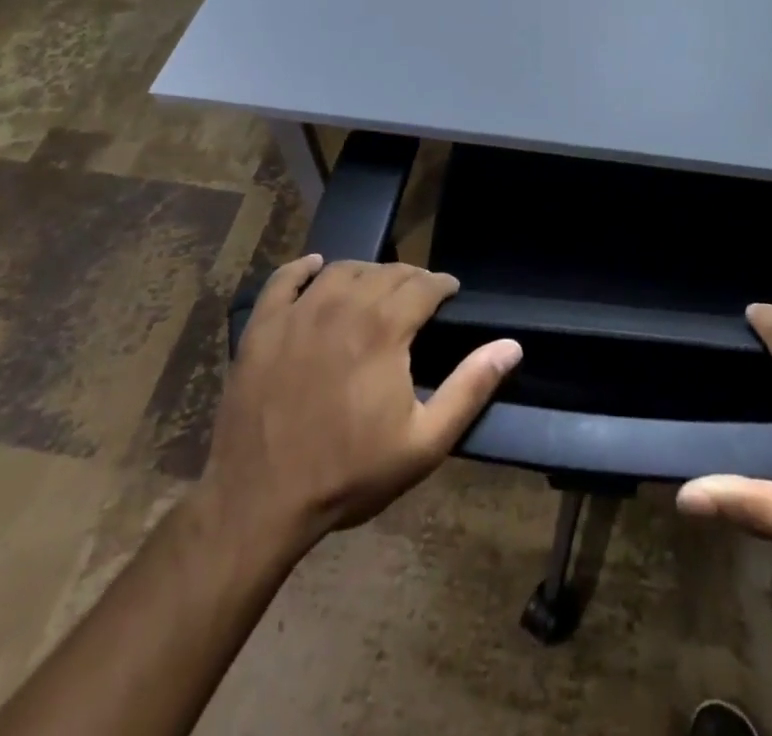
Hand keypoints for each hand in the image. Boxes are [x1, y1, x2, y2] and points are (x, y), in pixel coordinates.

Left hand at [189, 254, 521, 556]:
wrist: (259, 504)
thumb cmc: (349, 474)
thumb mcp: (424, 443)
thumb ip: (470, 388)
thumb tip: (511, 346)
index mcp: (384, 329)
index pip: (423, 285)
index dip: (442, 284)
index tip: (451, 293)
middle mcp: (343, 306)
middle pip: (385, 272)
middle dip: (411, 277)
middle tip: (420, 295)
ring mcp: (298, 314)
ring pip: (341, 270)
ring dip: (367, 272)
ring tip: (376, 287)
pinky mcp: (262, 328)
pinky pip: (283, 280)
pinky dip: (302, 268)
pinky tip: (316, 267)